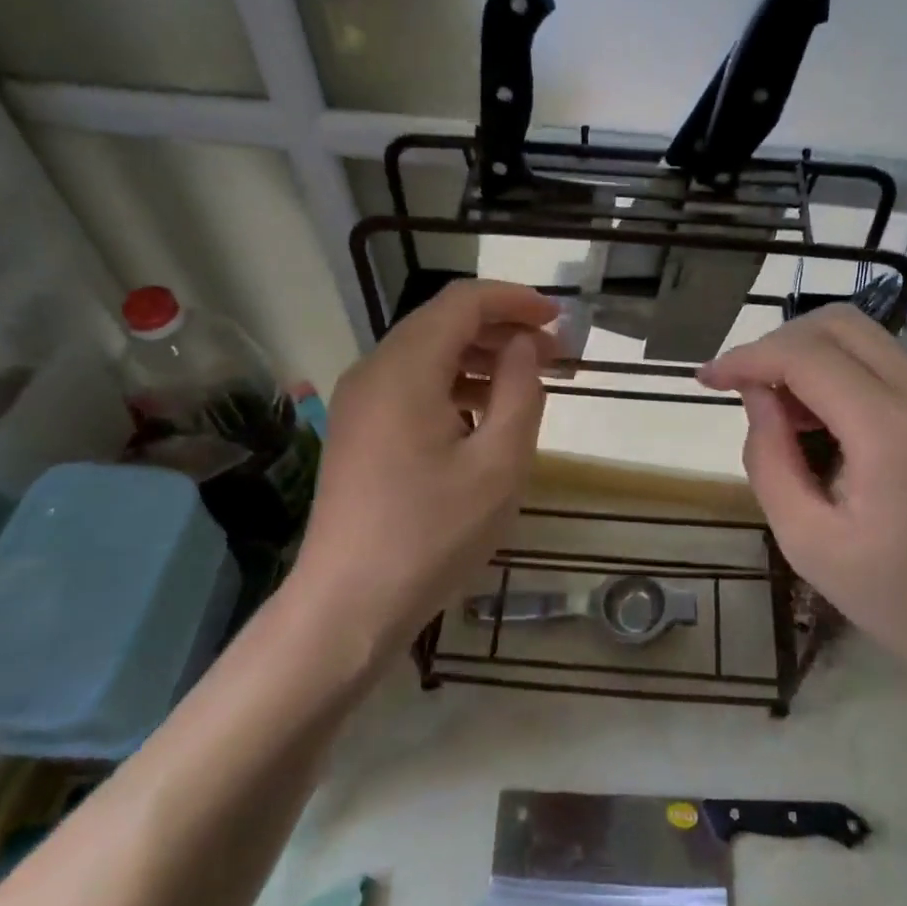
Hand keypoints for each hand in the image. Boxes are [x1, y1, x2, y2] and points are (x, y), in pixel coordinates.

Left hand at [289, 280, 557, 657]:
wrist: (348, 604)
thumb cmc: (431, 535)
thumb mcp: (499, 465)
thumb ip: (520, 392)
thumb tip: (523, 346)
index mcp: (405, 369)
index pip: (463, 302)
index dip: (515, 300)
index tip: (558, 319)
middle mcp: (373, 371)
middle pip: (442, 322)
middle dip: (501, 329)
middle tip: (552, 356)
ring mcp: (359, 401)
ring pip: (426, 354)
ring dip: (479, 357)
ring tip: (526, 383)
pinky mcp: (357, 430)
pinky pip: (410, 385)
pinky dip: (451, 384)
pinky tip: (482, 416)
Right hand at [699, 305, 906, 700]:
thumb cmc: (899, 599)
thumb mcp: (808, 542)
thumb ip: (769, 460)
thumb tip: (757, 397)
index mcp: (890, 430)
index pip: (806, 355)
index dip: (747, 358)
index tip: (706, 380)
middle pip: (838, 324)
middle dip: (778, 345)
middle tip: (744, 391)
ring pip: (862, 338)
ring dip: (807, 357)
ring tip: (778, 413)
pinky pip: (882, 365)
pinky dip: (837, 374)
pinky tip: (817, 423)